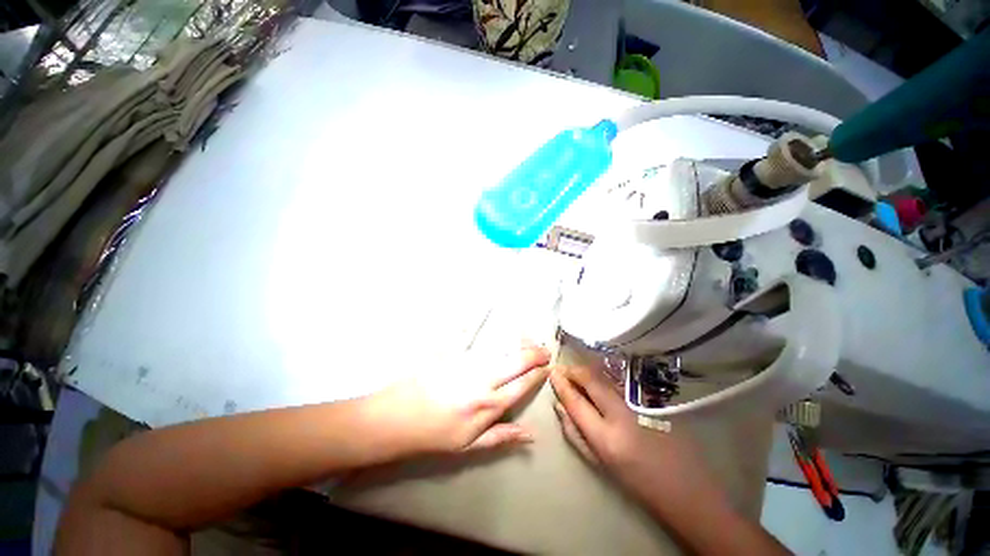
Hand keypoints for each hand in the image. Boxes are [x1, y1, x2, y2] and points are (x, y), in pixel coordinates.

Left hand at [365, 344, 550, 456]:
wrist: (398, 417)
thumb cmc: (434, 435)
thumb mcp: (468, 445)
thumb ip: (501, 436)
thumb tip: (530, 435)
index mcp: (488, 405)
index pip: (521, 385)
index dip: (536, 375)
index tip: (547, 368)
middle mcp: (482, 380)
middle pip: (515, 363)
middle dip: (534, 355)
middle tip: (545, 349)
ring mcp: (468, 363)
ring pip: (501, 349)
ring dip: (519, 344)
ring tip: (531, 340)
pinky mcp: (454, 353)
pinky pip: (478, 339)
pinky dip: (494, 336)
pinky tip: (503, 331)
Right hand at [549, 365, 719, 506]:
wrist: (686, 487)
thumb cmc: (638, 483)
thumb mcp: (601, 464)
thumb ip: (575, 433)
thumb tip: (559, 407)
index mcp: (606, 438)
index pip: (576, 401)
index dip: (562, 384)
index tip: (552, 373)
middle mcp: (622, 414)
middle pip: (591, 380)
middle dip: (574, 370)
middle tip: (563, 369)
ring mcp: (639, 404)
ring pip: (606, 376)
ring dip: (588, 371)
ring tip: (577, 373)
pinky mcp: (652, 399)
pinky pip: (620, 382)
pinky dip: (604, 377)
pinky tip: (599, 380)